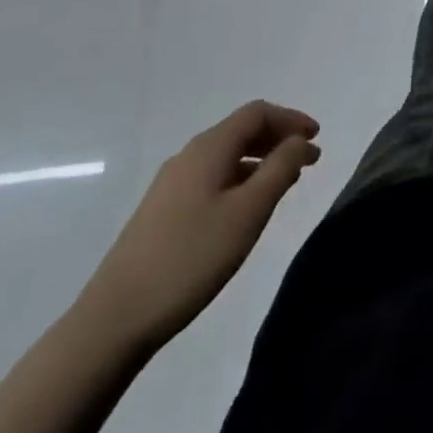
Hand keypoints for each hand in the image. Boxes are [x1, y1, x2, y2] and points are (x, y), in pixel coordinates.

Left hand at [78, 101, 321, 350]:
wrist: (114, 319)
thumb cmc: (191, 258)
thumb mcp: (248, 212)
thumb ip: (280, 169)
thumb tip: (300, 141)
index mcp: (209, 148)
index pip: (257, 113)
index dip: (291, 119)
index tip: (317, 138)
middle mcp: (188, 156)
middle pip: (241, 130)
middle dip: (278, 138)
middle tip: (309, 160)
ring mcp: (171, 184)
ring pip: (226, 155)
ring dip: (260, 160)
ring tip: (284, 183)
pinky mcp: (161, 211)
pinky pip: (211, 177)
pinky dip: (239, 178)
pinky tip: (246, 208)